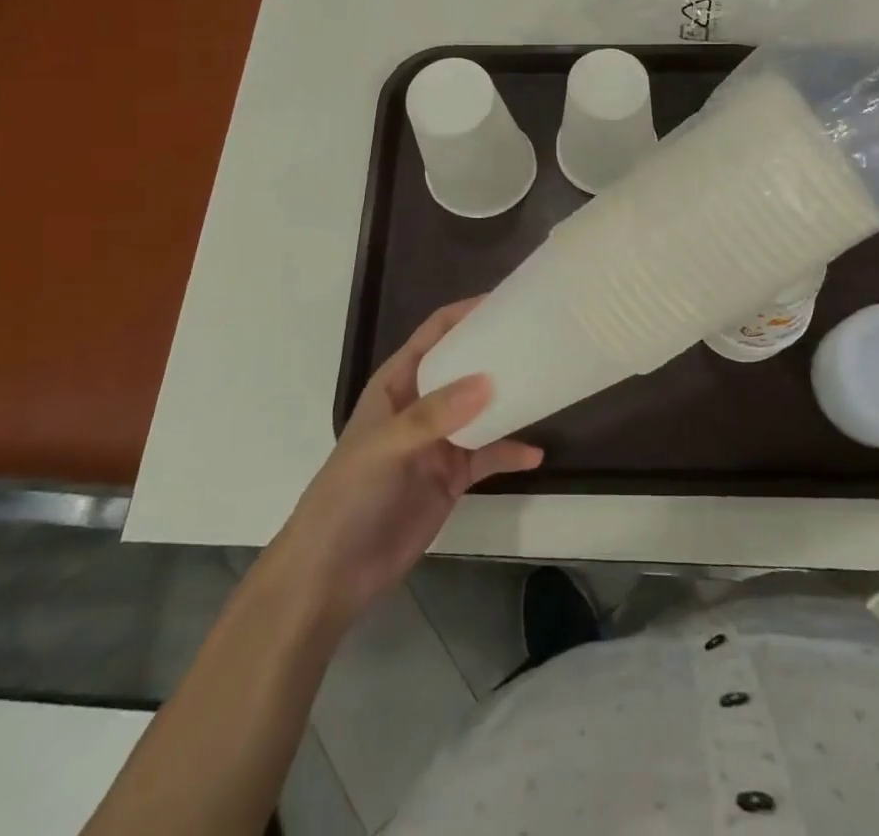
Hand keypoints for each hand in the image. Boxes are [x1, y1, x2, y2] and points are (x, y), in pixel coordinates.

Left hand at [275, 299, 542, 618]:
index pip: (434, 335)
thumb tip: (487, 381)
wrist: (332, 576)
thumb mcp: (384, 447)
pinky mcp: (452, 477)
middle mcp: (421, 404)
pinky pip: (488, 456)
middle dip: (496, 353)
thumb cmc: (347, 496)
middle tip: (538, 339)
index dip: (466, 314)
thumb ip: (433, 415)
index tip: (506, 302)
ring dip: (509, 401)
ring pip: (481, 410)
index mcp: (397, 384)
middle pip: (464, 367)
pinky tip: (534, 453)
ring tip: (546, 386)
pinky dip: (510, 453)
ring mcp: (438, 441)